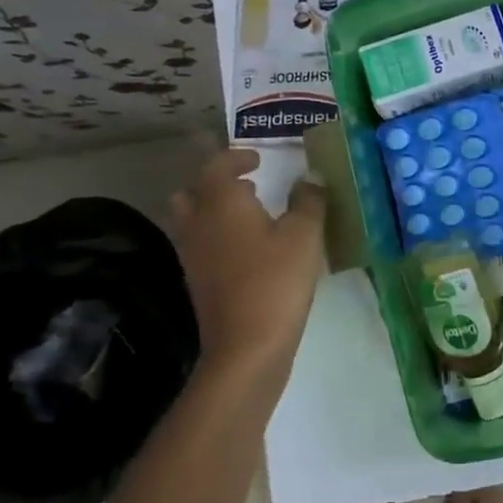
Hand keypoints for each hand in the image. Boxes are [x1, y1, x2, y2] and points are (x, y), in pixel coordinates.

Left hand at [170, 149, 325, 388]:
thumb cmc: (276, 280)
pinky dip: (218, 234)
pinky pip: (200, 243)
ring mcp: (193, 253)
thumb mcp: (304, 235)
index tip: (258, 159)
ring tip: (250, 215)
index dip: (236, 157)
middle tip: (248, 185)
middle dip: (216, 182)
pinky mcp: (197, 280)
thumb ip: (308, 201)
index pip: (217, 165)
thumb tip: (310, 177)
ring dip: (215, 208)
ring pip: (192, 218)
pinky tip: (249, 248)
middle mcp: (198, 222)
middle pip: (193, 191)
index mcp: (221, 202)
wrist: (246, 345)